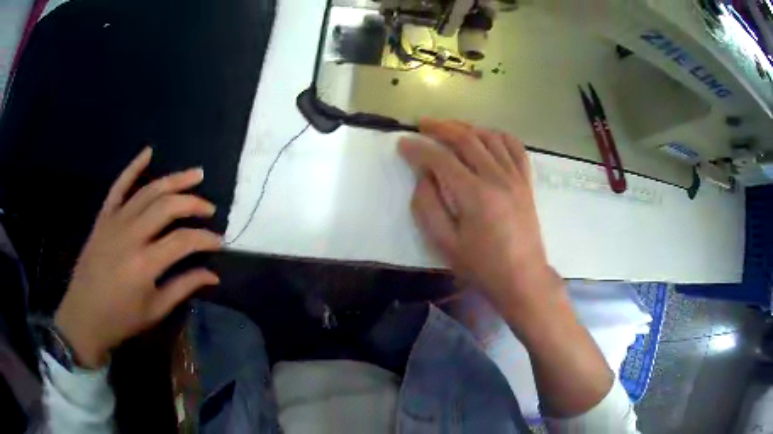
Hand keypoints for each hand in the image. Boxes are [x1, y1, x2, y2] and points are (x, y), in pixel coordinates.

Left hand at [54, 147, 221, 368]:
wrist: (84, 314)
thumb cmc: (120, 319)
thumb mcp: (155, 311)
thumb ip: (183, 288)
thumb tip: (213, 275)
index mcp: (145, 263)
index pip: (183, 241)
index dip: (205, 239)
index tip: (219, 242)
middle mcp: (131, 235)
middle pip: (168, 206)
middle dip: (193, 204)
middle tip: (210, 209)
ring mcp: (115, 221)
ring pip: (149, 191)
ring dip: (175, 180)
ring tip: (196, 175)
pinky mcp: (104, 217)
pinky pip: (119, 186)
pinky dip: (133, 167)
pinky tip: (148, 152)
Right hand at [399, 119, 562, 325]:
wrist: (523, 279)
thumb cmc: (482, 267)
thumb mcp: (445, 244)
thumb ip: (428, 207)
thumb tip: (423, 176)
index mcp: (474, 195)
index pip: (440, 159)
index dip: (418, 149)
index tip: (403, 143)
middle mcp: (496, 177)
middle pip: (466, 139)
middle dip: (441, 128)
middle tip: (422, 124)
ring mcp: (515, 177)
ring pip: (490, 137)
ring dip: (467, 127)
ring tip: (450, 128)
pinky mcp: (526, 182)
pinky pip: (515, 147)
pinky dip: (499, 136)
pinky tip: (487, 137)